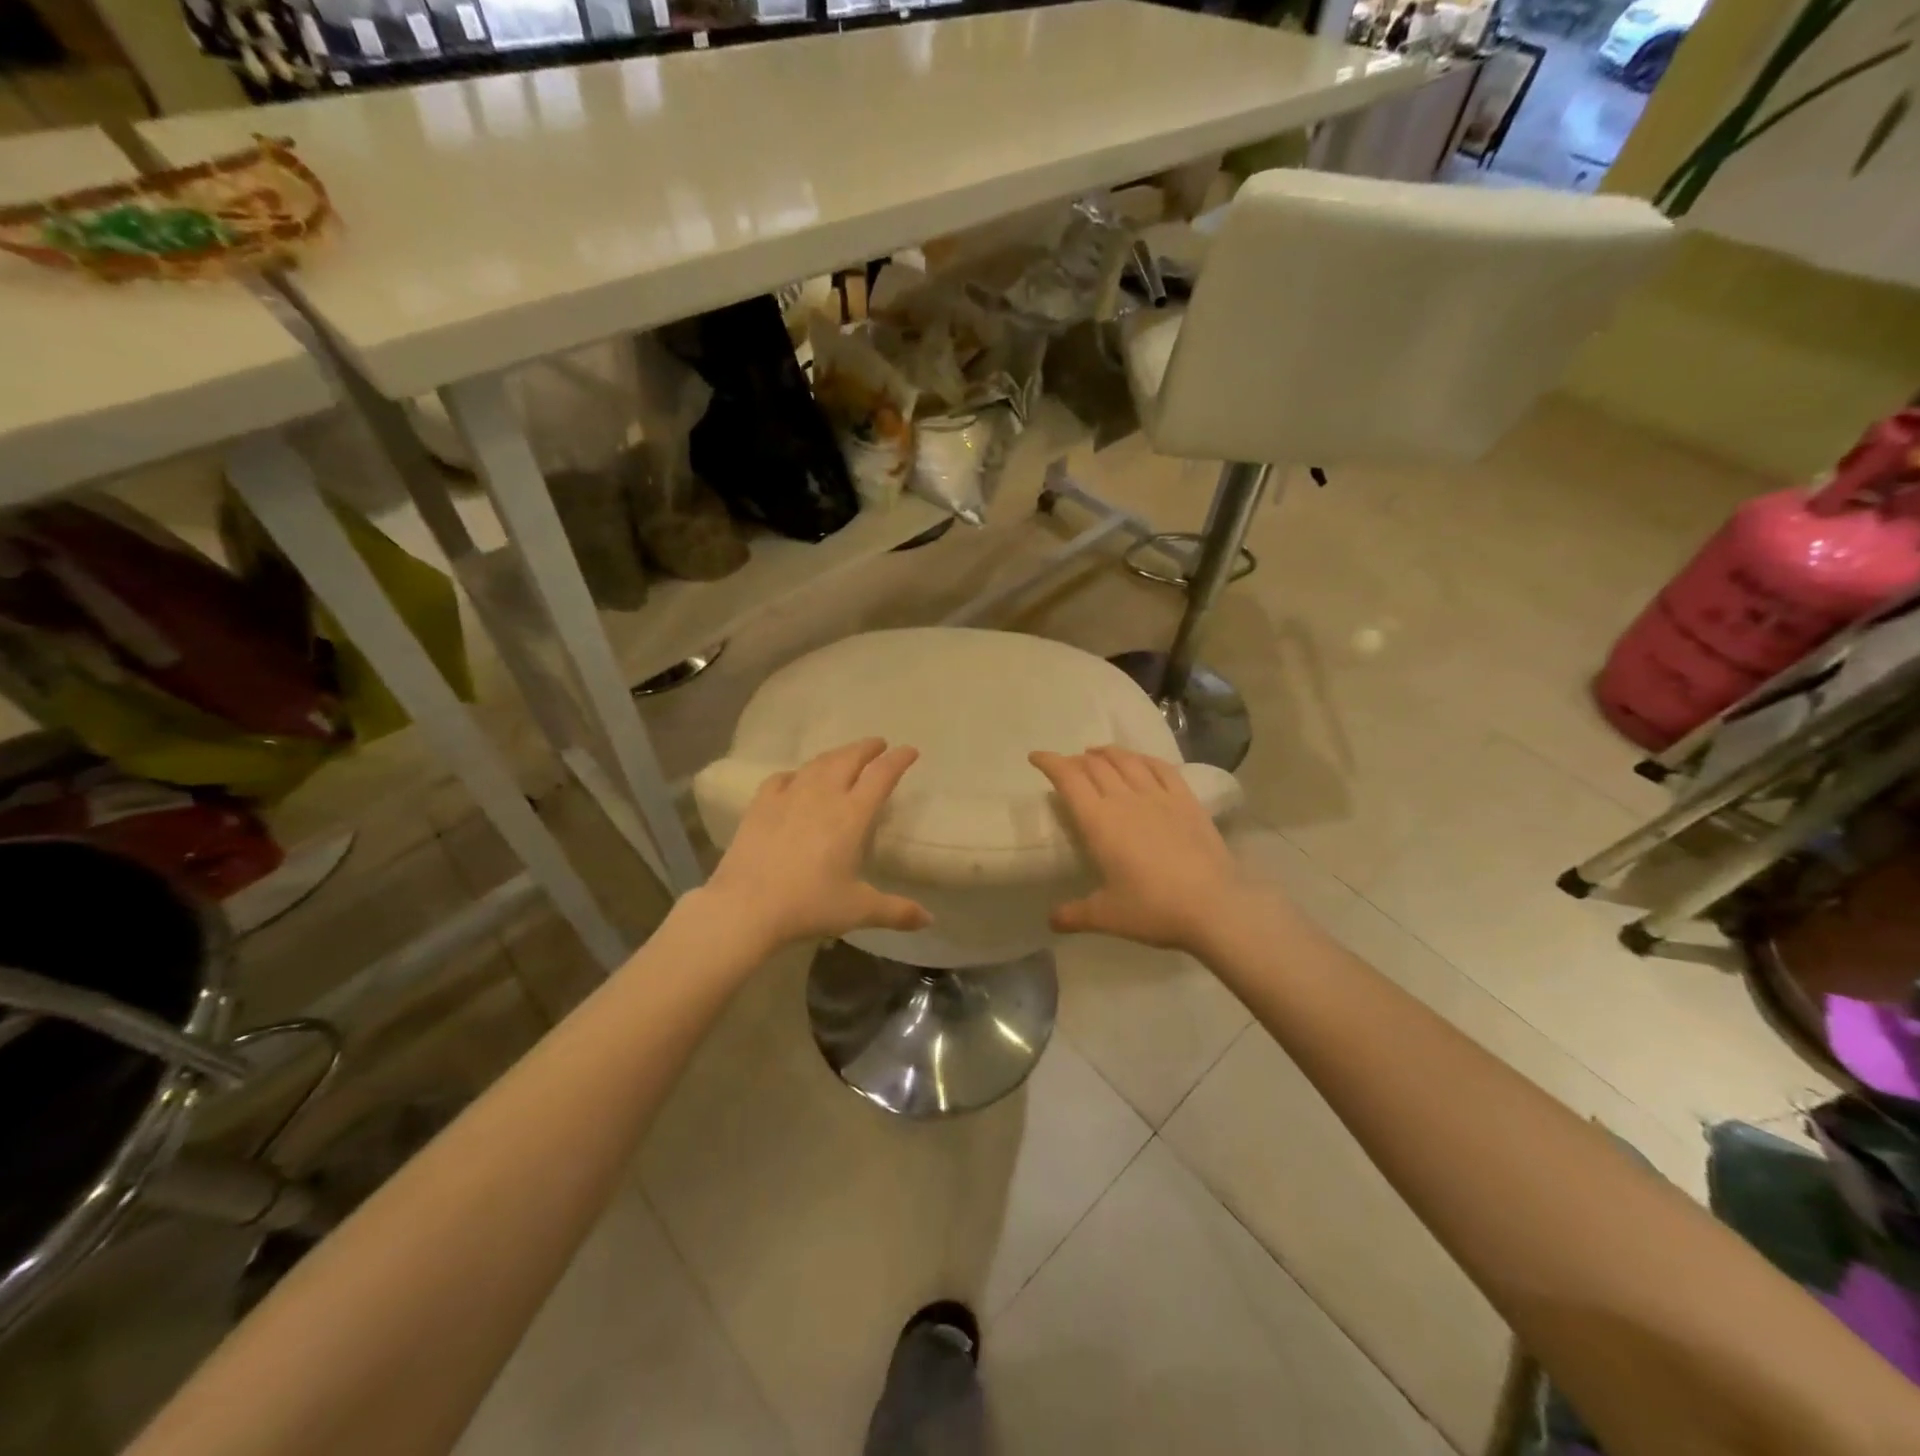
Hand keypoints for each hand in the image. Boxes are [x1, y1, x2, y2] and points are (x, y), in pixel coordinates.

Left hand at [702, 739, 930, 950]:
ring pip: (817, 763)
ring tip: (844, 756)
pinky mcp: (761, 804)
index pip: (881, 775)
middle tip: (878, 744)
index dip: (898, 760)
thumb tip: (930, 919)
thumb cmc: (809, 905)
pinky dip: (797, 773)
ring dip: (836, 754)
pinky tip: (796, 779)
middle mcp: (823, 796)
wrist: (746, 906)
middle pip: (849, 759)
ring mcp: (789, 796)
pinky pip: (783, 778)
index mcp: (852, 815)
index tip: (909, 750)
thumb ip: (896, 911)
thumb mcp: (858, 910)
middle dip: (867, 748)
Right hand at [1030, 745, 1247, 952]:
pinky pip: (1161, 769)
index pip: (1068, 779)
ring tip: (1097, 754)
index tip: (1036, 757)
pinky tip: (1139, 761)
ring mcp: (1159, 797)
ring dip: (1107, 753)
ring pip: (1127, 761)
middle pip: (1095, 766)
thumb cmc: (1153, 909)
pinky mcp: (1187, 802)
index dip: (1050, 763)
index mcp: (1099, 822)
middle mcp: (1125, 799)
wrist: (1214, 908)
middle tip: (1067, 766)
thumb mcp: (1106, 916)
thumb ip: (1074, 914)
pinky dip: (1143, 759)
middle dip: (1076, 760)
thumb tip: (1050, 920)